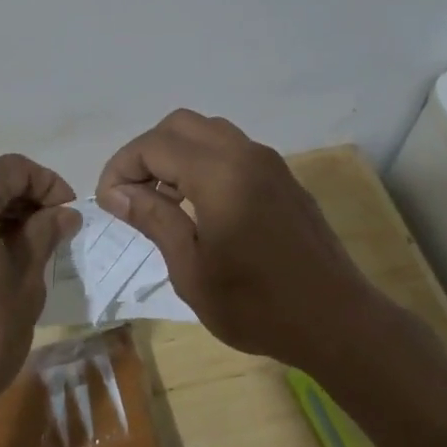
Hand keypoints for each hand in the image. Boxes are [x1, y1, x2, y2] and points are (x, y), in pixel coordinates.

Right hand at [96, 110, 382, 371]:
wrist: (337, 322)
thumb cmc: (256, 305)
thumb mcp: (191, 269)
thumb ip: (154, 219)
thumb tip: (117, 192)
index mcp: (219, 174)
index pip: (154, 145)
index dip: (121, 167)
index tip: (108, 202)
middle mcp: (245, 154)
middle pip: (180, 125)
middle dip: (147, 152)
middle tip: (131, 194)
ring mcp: (269, 163)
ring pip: (208, 132)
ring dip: (176, 153)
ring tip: (161, 199)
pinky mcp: (283, 178)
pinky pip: (233, 150)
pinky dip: (204, 161)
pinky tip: (198, 204)